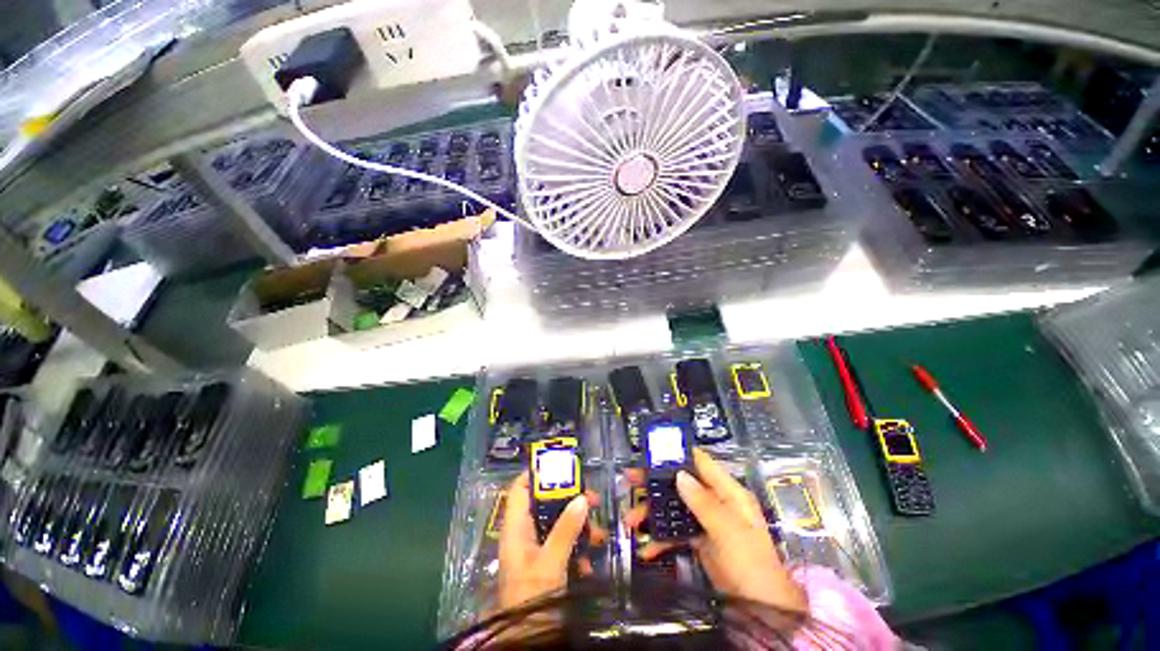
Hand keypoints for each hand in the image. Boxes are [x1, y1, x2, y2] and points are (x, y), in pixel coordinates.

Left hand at [497, 471, 606, 609]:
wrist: (528, 639)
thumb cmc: (531, 596)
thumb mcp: (551, 561)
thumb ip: (566, 529)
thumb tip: (582, 498)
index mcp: (516, 528)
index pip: (519, 490)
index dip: (535, 474)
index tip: (559, 466)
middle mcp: (524, 534)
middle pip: (544, 504)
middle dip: (569, 500)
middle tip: (592, 497)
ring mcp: (535, 549)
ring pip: (557, 524)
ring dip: (579, 526)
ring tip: (599, 531)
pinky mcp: (546, 563)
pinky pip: (563, 545)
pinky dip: (577, 548)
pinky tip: (590, 561)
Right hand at [625, 449, 806, 614]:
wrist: (761, 610)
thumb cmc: (750, 563)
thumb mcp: (728, 530)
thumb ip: (703, 502)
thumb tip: (679, 474)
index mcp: (728, 492)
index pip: (700, 462)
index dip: (677, 454)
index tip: (651, 451)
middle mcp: (715, 501)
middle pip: (681, 483)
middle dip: (655, 483)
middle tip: (630, 480)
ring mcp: (706, 521)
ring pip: (674, 507)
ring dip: (652, 513)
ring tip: (630, 522)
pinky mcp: (699, 540)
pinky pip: (676, 532)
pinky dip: (661, 539)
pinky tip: (646, 549)